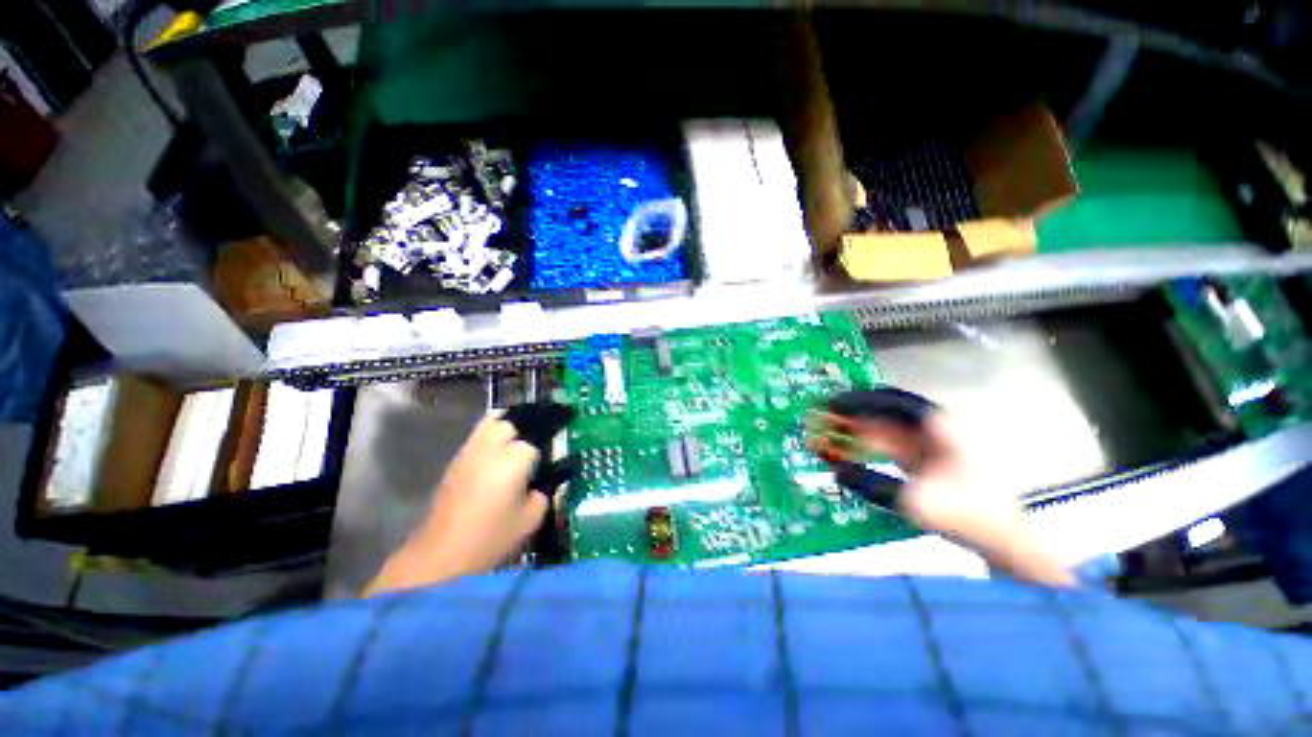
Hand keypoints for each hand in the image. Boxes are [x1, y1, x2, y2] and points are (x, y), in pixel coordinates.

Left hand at [365, 413, 548, 594]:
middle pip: (512, 423)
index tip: (551, 464)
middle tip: (534, 448)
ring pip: (491, 423)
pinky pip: (478, 437)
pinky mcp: (455, 460)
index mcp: (515, 459)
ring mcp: (470, 451)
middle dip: (524, 432)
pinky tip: (496, 457)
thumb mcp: (532, 518)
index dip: (544, 454)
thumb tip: (543, 482)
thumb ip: (544, 492)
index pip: (535, 444)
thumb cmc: (492, 536)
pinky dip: (490, 439)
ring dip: (506, 429)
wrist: (442, 553)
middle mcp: (492, 447)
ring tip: (516, 443)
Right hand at [820, 394, 1073, 585]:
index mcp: (939, 426)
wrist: (1008, 540)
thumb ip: (871, 484)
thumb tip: (836, 471)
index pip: (890, 401)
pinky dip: (873, 443)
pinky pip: (896, 442)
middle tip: (825, 416)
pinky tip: (855, 448)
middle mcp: (937, 427)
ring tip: (833, 430)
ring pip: (891, 426)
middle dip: (855, 413)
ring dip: (862, 427)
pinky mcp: (933, 458)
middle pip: (888, 411)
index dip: (858, 400)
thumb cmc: (967, 517)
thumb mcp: (915, 503)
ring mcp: (936, 442)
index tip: (831, 404)